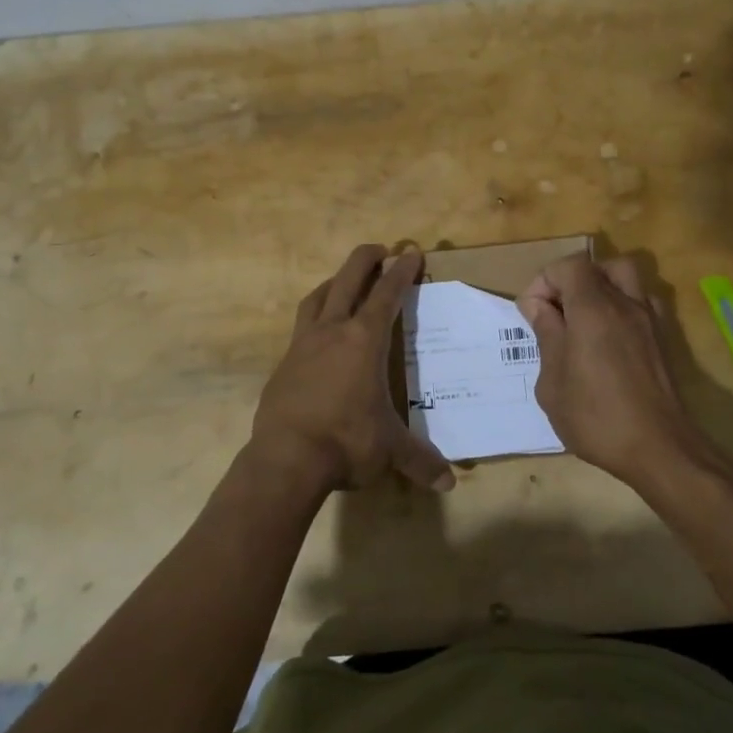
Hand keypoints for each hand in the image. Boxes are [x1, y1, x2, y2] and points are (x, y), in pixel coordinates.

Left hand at [246, 244, 454, 494]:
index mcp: (364, 341)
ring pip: (318, 297)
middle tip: (381, 250)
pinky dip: (315, 316)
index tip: (411, 253)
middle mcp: (332, 332)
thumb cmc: (347, 442)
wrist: (286, 458)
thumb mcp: (390, 450)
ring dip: (335, 282)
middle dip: (367, 259)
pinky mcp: (284, 363)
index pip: (387, 294)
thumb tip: (449, 482)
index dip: (402, 271)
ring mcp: (303, 345)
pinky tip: (320, 333)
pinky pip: (301, 327)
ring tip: (345, 280)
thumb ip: (420, 460)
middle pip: (349, 279)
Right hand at [516, 254, 703, 485]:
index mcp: (593, 309)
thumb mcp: (553, 382)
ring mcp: (649, 320)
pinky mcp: (662, 340)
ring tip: (583, 320)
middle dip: (571, 281)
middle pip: (597, 267)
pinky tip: (609, 339)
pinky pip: (641, 303)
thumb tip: (538, 307)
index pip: (568, 266)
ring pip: (625, 279)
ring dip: (600, 289)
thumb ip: (546, 335)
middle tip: (557, 313)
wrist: (659, 449)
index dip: (544, 282)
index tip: (533, 315)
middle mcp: (625, 304)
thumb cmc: (596, 417)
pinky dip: (621, 307)